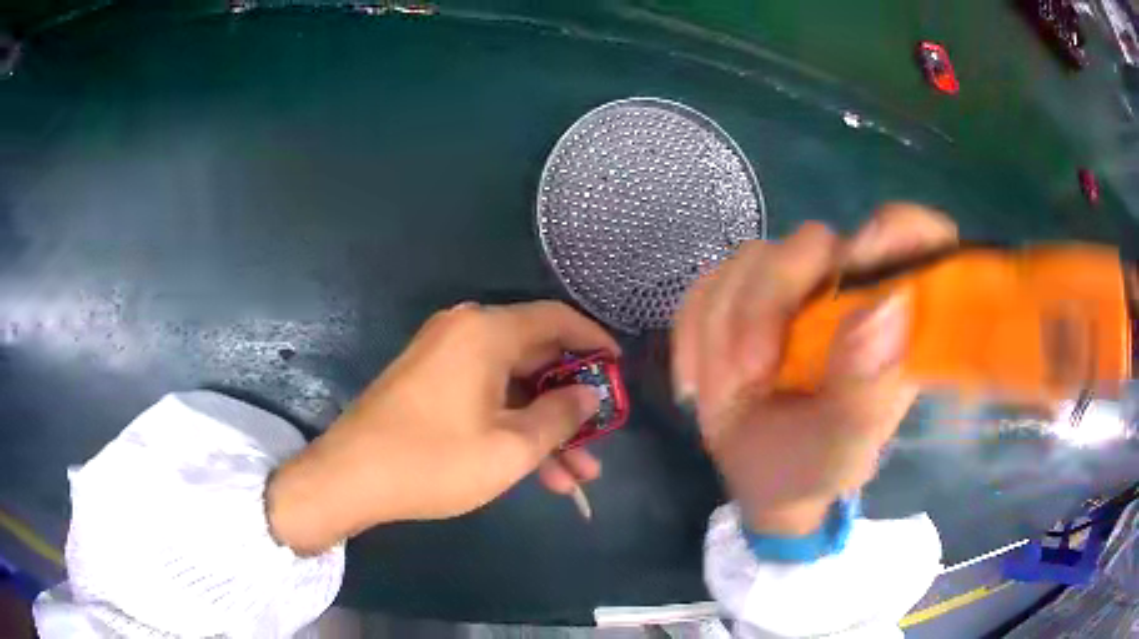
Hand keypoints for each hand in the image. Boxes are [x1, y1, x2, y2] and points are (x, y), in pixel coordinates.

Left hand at [267, 301, 618, 553]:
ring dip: (544, 427)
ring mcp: (444, 358)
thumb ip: (560, 416)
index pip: (557, 319)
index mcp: (485, 332)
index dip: (594, 342)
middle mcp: (465, 333)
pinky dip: (512, 426)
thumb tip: (589, 395)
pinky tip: (538, 470)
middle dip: (571, 403)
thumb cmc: (433, 460)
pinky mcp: (430, 384)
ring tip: (576, 475)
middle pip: (536, 357)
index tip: (619, 370)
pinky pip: (485, 397)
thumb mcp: (510, 447)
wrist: (349, 478)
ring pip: (512, 387)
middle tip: (601, 438)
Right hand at [672, 203, 957, 535]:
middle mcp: (846, 289)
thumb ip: (869, 389)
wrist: (760, 479)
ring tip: (727, 388)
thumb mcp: (844, 447)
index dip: (899, 229)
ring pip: (751, 260)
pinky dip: (694, 333)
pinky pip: (707, 286)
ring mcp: (793, 287)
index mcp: (892, 319)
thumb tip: (885, 306)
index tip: (864, 255)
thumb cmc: (816, 466)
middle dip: (768, 300)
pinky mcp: (743, 293)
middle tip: (751, 370)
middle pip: (812, 243)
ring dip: (725, 326)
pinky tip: (698, 378)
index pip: (916, 238)